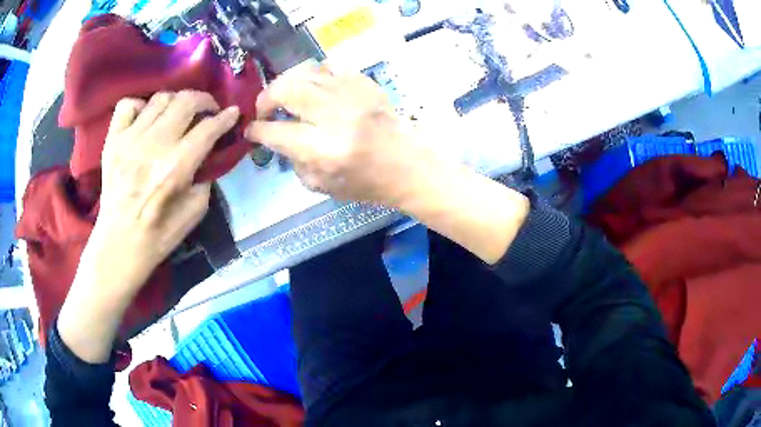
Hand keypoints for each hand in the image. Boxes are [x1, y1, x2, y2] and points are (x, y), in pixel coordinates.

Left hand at [58, 91, 238, 363]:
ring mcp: (129, 140)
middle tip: (208, 110)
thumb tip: (207, 152)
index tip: (233, 113)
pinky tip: (146, 119)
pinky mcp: (113, 140)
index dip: (226, 117)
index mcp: (176, 168)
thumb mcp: (195, 212)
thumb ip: (205, 176)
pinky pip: (128, 104)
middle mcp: (153, 146)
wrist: (119, 244)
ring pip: (161, 97)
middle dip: (205, 100)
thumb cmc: (159, 235)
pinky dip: (141, 106)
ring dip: (177, 101)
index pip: (208, 128)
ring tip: (179, 114)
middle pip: (186, 101)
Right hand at [245, 67, 433, 207]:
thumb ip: (293, 161)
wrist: (407, 163)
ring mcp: (351, 94)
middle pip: (286, 90)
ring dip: (285, 83)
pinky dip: (313, 75)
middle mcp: (335, 116)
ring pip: (304, 72)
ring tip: (285, 96)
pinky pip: (328, 66)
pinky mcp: (363, 82)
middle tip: (265, 110)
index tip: (252, 130)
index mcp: (324, 149)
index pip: (276, 132)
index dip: (257, 130)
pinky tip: (313, 88)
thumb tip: (276, 138)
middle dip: (265, 99)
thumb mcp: (322, 186)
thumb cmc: (366, 182)